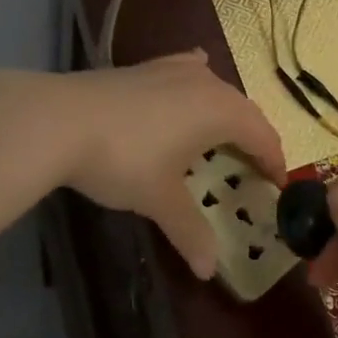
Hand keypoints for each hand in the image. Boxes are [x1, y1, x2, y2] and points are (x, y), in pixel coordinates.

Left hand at [40, 51, 286, 279]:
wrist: (58, 120)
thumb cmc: (124, 160)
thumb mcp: (160, 199)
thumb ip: (189, 231)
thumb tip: (208, 270)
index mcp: (222, 112)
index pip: (263, 136)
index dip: (274, 162)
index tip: (279, 185)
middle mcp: (207, 83)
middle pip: (244, 111)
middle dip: (254, 139)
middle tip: (254, 169)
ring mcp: (174, 69)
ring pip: (216, 90)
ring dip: (227, 114)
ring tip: (223, 137)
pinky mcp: (146, 67)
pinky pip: (187, 72)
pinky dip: (197, 84)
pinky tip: (192, 81)